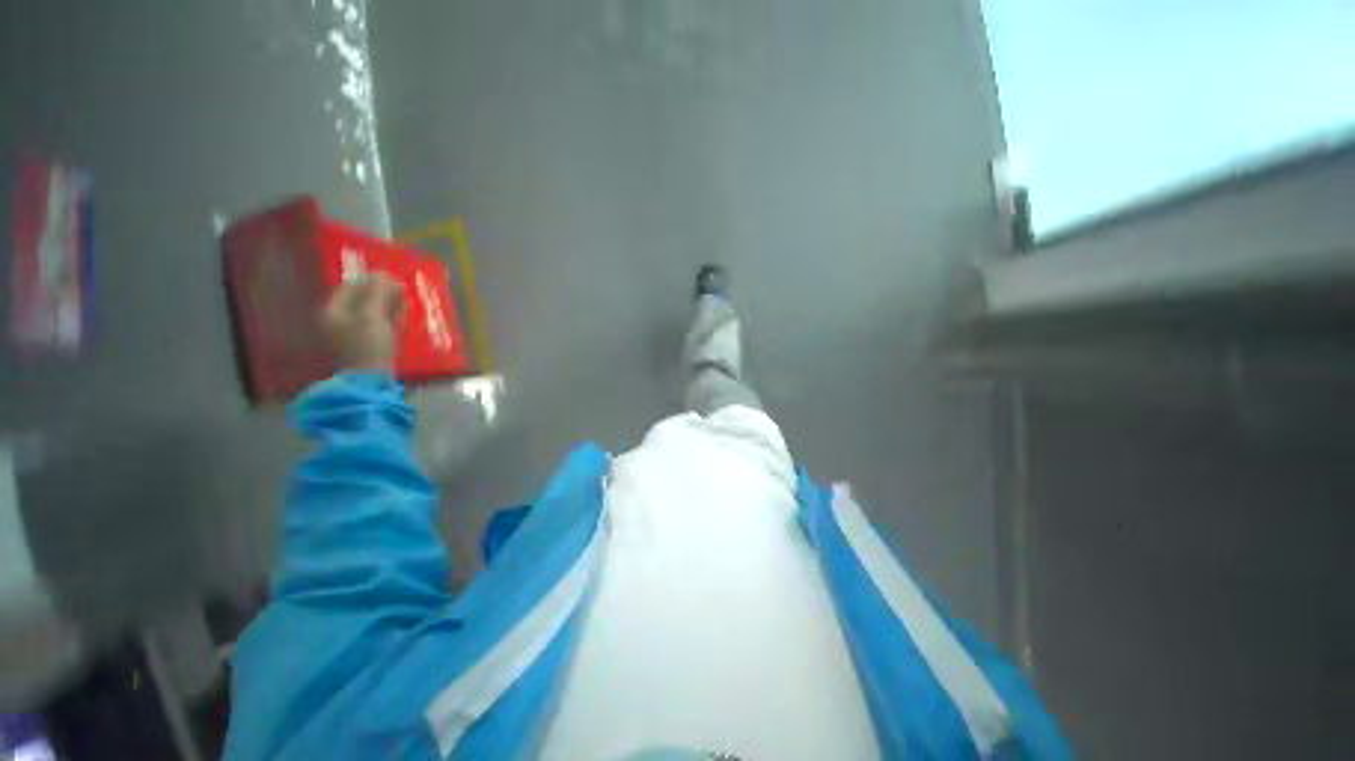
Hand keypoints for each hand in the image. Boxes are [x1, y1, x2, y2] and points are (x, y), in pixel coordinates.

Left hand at [322, 274, 403, 372]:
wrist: (372, 379)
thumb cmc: (368, 345)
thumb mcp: (373, 316)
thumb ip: (378, 294)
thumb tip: (384, 274)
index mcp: (335, 311)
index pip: (351, 287)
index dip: (370, 279)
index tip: (390, 275)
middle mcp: (341, 320)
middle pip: (362, 299)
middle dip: (381, 292)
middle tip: (400, 286)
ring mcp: (356, 333)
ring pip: (373, 311)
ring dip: (388, 303)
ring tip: (404, 298)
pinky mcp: (370, 343)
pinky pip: (380, 324)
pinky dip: (391, 317)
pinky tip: (402, 314)